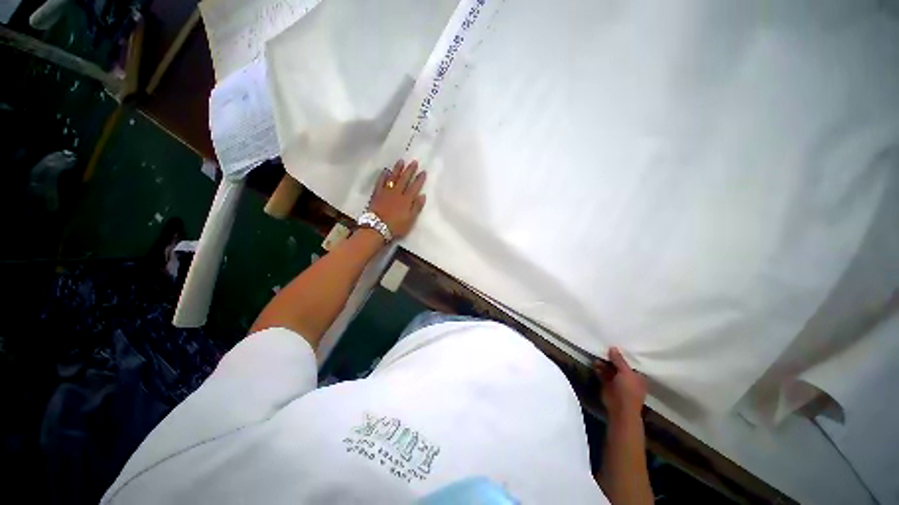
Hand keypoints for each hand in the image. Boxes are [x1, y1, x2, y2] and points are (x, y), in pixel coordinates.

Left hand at [369, 159, 426, 238]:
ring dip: (397, 169)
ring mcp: (386, 192)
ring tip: (401, 161)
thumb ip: (416, 207)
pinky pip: (380, 182)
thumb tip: (423, 195)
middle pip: (404, 179)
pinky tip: (385, 170)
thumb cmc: (396, 226)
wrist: (377, 228)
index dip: (419, 179)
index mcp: (406, 200)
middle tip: (414, 161)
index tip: (423, 171)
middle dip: (410, 170)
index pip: (415, 187)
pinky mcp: (377, 194)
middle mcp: (397, 193)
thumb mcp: (410, 220)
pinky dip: (383, 175)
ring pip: (393, 178)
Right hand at [594, 348, 646, 421]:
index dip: (623, 355)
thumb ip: (619, 360)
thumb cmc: (628, 390)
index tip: (615, 345)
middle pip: (618, 365)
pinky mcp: (608, 385)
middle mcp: (628, 378)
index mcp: (637, 376)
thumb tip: (613, 347)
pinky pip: (603, 374)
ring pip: (610, 369)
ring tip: (597, 357)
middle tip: (603, 348)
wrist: (620, 409)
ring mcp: (617, 382)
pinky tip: (594, 364)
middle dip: (611, 359)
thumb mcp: (625, 372)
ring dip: (603, 364)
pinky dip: (599, 369)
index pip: (631, 362)